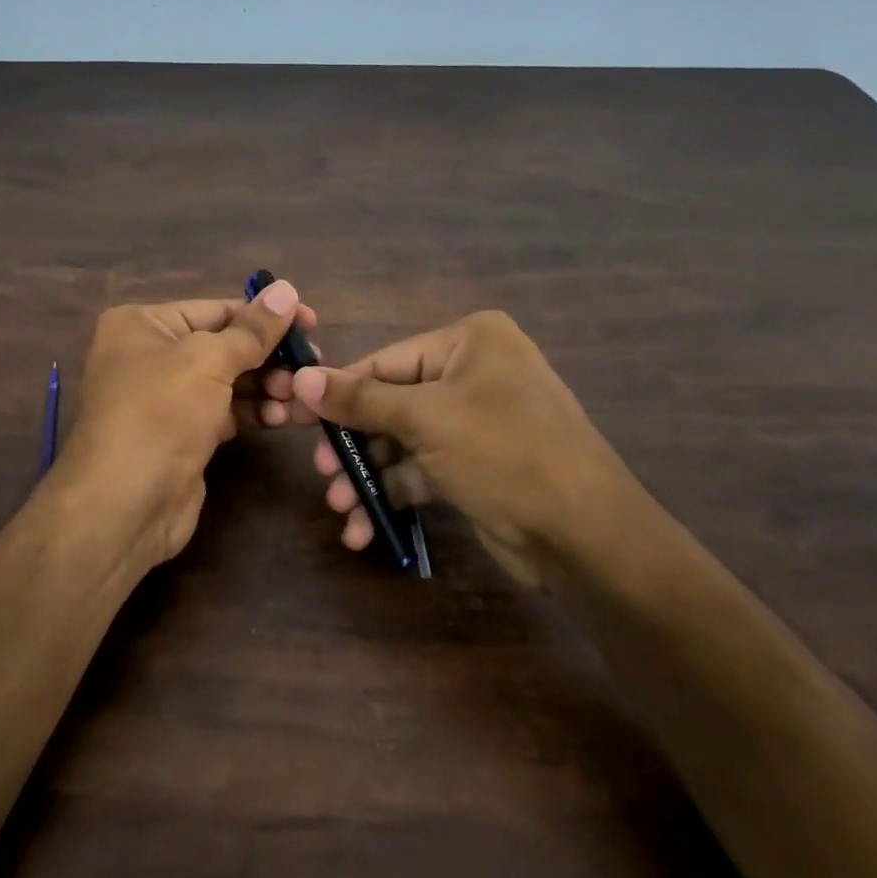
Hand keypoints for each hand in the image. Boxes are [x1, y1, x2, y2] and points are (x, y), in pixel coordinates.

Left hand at [59, 280, 313, 568]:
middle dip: (270, 356)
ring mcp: (166, 398)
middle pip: (225, 345)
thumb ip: (252, 329)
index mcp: (143, 325)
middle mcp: (150, 356)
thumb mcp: (208, 361)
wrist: (124, 505)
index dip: (265, 316)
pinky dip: (255, 412)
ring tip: (301, 397)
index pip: (216, 309)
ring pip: (229, 381)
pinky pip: (226, 412)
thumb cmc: (160, 413)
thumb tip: (288, 290)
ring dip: (269, 386)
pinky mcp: (183, 434)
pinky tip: (284, 418)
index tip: (312, 323)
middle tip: (313, 365)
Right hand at [289, 310, 655, 587]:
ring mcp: (475, 421)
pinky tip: (365, 527)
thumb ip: (360, 400)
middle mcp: (473, 373)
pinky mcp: (474, 465)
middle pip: (390, 404)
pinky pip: (420, 471)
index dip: (336, 391)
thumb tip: (300, 377)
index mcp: (470, 341)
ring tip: (342, 508)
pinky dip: (393, 495)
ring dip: (369, 476)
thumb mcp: (426, 420)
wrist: (584, 535)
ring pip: (402, 442)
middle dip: (354, 444)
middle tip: (322, 473)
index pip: (384, 362)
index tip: (291, 416)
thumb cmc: (504, 454)